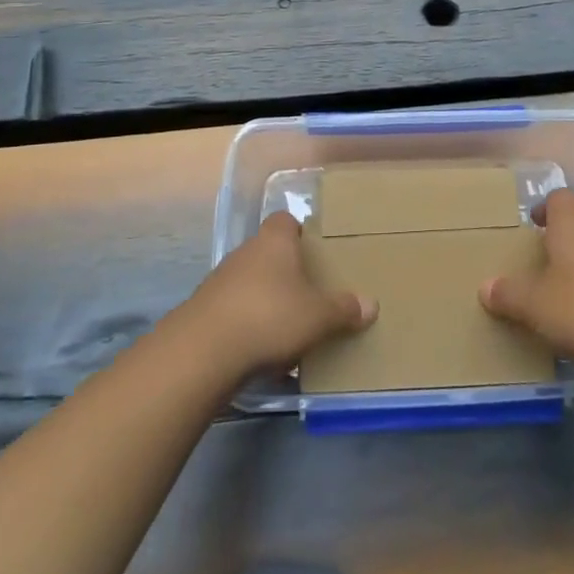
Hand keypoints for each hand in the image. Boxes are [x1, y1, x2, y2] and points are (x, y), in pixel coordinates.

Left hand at [190, 211, 376, 375]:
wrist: (202, 352)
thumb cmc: (269, 317)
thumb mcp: (318, 316)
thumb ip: (344, 310)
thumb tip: (371, 305)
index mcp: (274, 242)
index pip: (285, 220)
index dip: (300, 231)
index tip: (315, 250)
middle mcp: (245, 253)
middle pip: (269, 253)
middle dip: (287, 271)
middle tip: (310, 291)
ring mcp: (220, 281)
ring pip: (251, 283)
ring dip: (266, 300)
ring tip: (289, 326)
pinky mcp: (204, 312)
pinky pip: (235, 311)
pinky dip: (248, 324)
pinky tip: (262, 350)